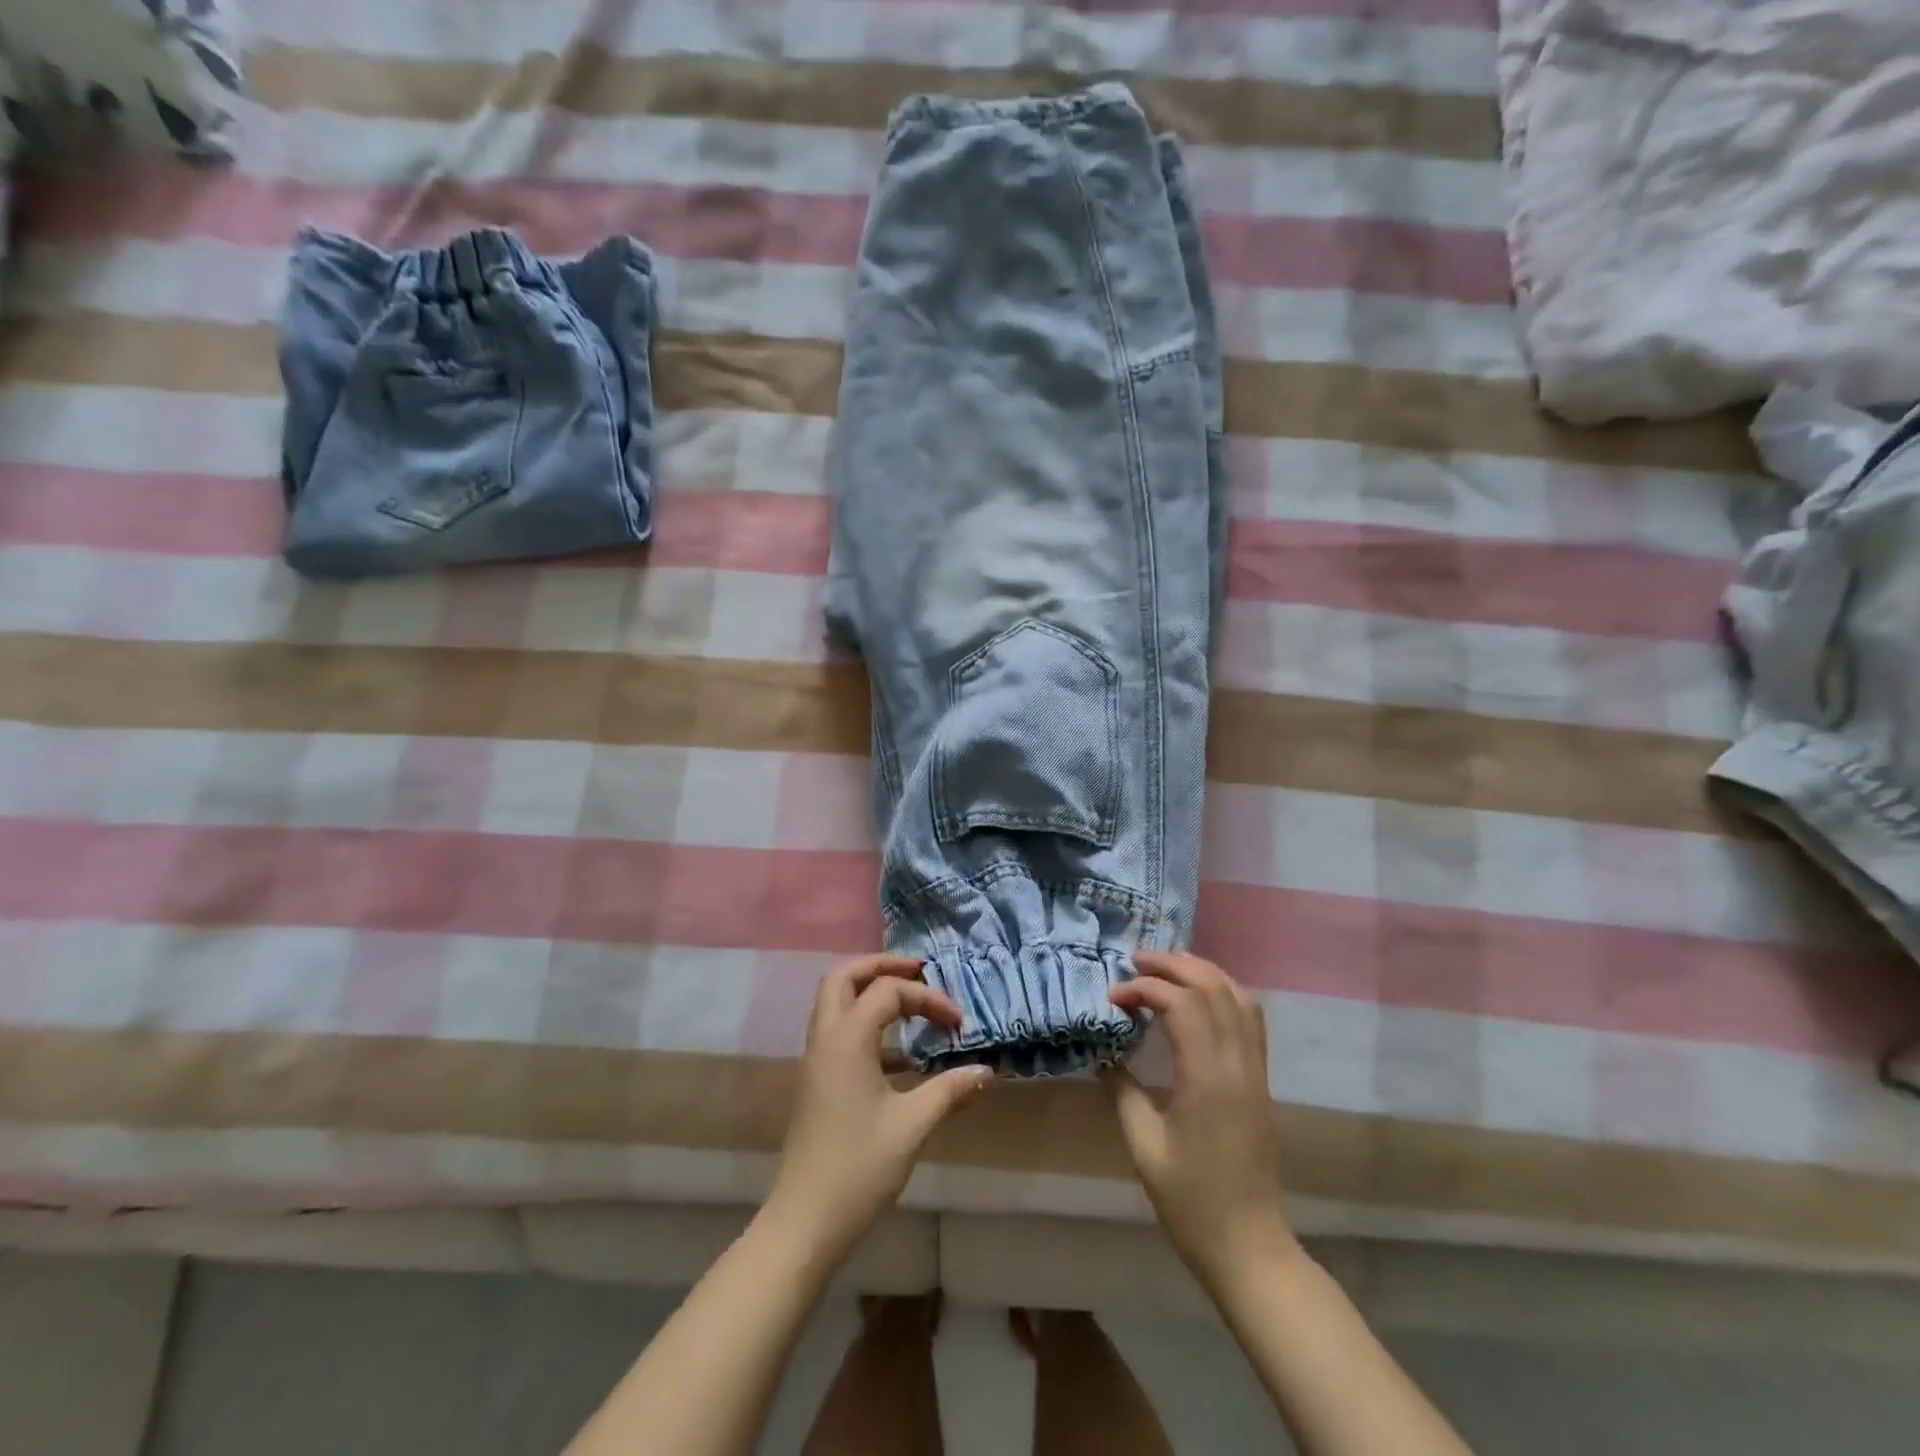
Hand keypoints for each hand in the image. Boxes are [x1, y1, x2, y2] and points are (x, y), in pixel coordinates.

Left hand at [769, 954, 993, 1258]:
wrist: (805, 1221)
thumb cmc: (859, 1167)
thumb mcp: (912, 1125)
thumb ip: (950, 1090)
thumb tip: (986, 1071)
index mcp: (846, 1039)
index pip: (887, 992)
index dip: (927, 998)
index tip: (958, 1025)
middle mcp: (825, 1039)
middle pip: (844, 977)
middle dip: (881, 966)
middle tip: (918, 970)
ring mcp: (816, 1060)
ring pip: (836, 1002)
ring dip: (870, 992)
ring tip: (910, 1001)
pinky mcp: (817, 1081)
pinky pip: (839, 1032)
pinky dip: (867, 1026)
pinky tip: (901, 1057)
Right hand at [1104, 951, 1295, 1289]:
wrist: (1249, 1246)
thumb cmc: (1191, 1201)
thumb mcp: (1144, 1146)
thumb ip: (1122, 1091)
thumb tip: (1103, 1053)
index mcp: (1208, 1079)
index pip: (1181, 1004)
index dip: (1143, 989)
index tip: (1112, 997)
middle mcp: (1238, 1064)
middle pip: (1213, 987)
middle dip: (1173, 965)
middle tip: (1135, 961)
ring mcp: (1255, 1070)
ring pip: (1238, 996)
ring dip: (1201, 972)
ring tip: (1164, 967)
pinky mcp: (1261, 1080)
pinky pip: (1250, 1018)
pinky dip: (1223, 992)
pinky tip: (1199, 996)